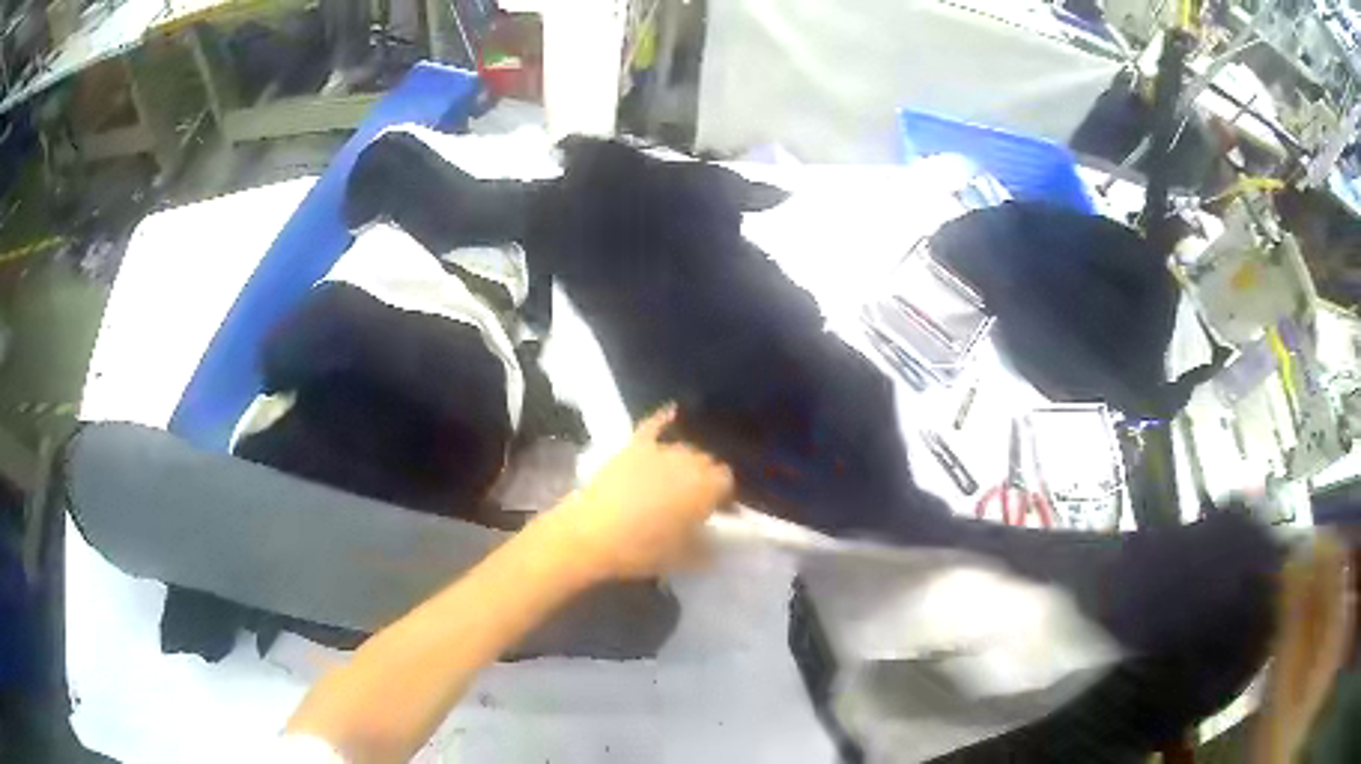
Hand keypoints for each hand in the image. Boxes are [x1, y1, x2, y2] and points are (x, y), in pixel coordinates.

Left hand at [545, 404, 734, 580]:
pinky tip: (673, 410)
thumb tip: (718, 536)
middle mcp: (690, 460)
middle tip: (697, 500)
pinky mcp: (632, 446)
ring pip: (684, 448)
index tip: (718, 512)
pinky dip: (664, 418)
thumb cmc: (643, 549)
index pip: (728, 482)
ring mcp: (660, 449)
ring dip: (687, 461)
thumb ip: (710, 544)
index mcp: (709, 486)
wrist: (591, 534)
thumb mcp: (687, 557)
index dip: (725, 497)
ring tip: (679, 478)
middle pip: (707, 462)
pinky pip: (654, 425)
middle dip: (706, 478)